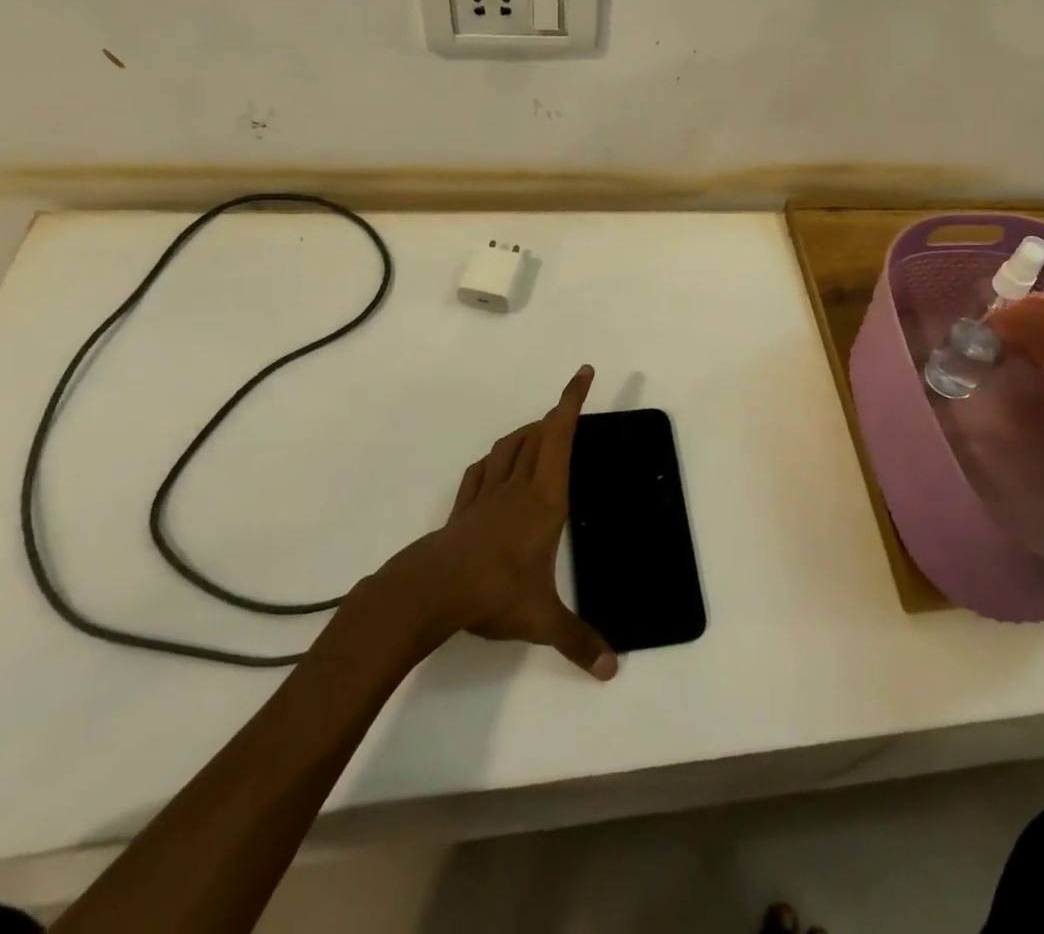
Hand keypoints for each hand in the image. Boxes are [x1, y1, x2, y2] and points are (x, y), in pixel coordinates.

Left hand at [393, 365, 615, 679]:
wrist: (431, 590)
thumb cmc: (494, 592)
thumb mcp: (541, 619)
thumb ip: (577, 640)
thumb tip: (612, 670)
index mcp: (545, 498)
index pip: (561, 437)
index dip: (572, 401)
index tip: (583, 373)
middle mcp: (519, 486)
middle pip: (538, 434)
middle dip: (556, 415)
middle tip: (568, 409)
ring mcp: (487, 494)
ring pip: (510, 447)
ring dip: (527, 432)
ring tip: (539, 432)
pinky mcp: (465, 508)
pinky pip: (482, 470)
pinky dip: (495, 458)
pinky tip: (496, 465)